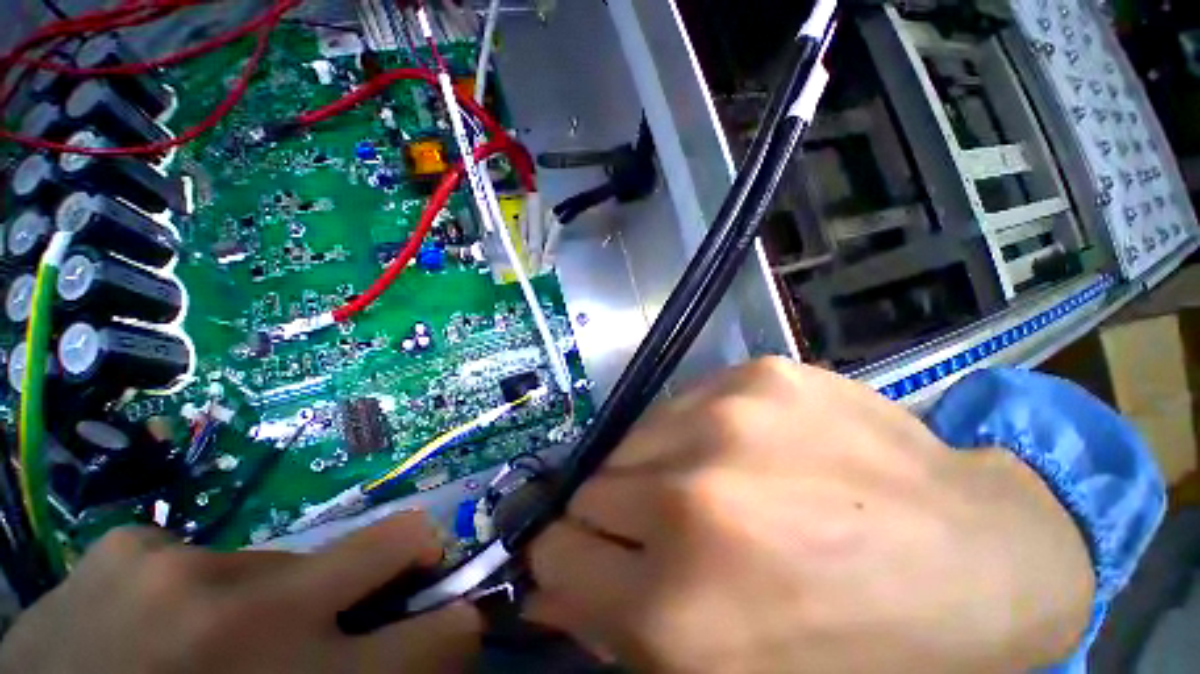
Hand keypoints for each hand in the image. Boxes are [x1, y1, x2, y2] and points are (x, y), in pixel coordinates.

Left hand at [0, 512, 480, 672]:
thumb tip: (433, 643)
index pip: (444, 633)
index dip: (457, 623)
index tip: (451, 619)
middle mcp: (251, 616)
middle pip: (395, 540)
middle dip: (407, 560)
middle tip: (379, 590)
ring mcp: (179, 568)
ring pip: (288, 561)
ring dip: (278, 603)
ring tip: (219, 649)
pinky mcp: (128, 546)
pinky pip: (206, 558)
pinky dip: (203, 595)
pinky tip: (156, 629)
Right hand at [527, 358, 1094, 672]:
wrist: (977, 555)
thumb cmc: (854, 642)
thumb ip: (617, 631)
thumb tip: (545, 589)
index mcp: (679, 609)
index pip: (554, 554)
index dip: (560, 558)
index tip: (579, 557)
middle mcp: (690, 501)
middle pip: (589, 489)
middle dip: (608, 515)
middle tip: (654, 526)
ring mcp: (727, 420)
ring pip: (630, 439)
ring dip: (648, 468)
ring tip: (701, 484)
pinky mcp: (757, 375)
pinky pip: (680, 404)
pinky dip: (689, 433)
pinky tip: (738, 450)